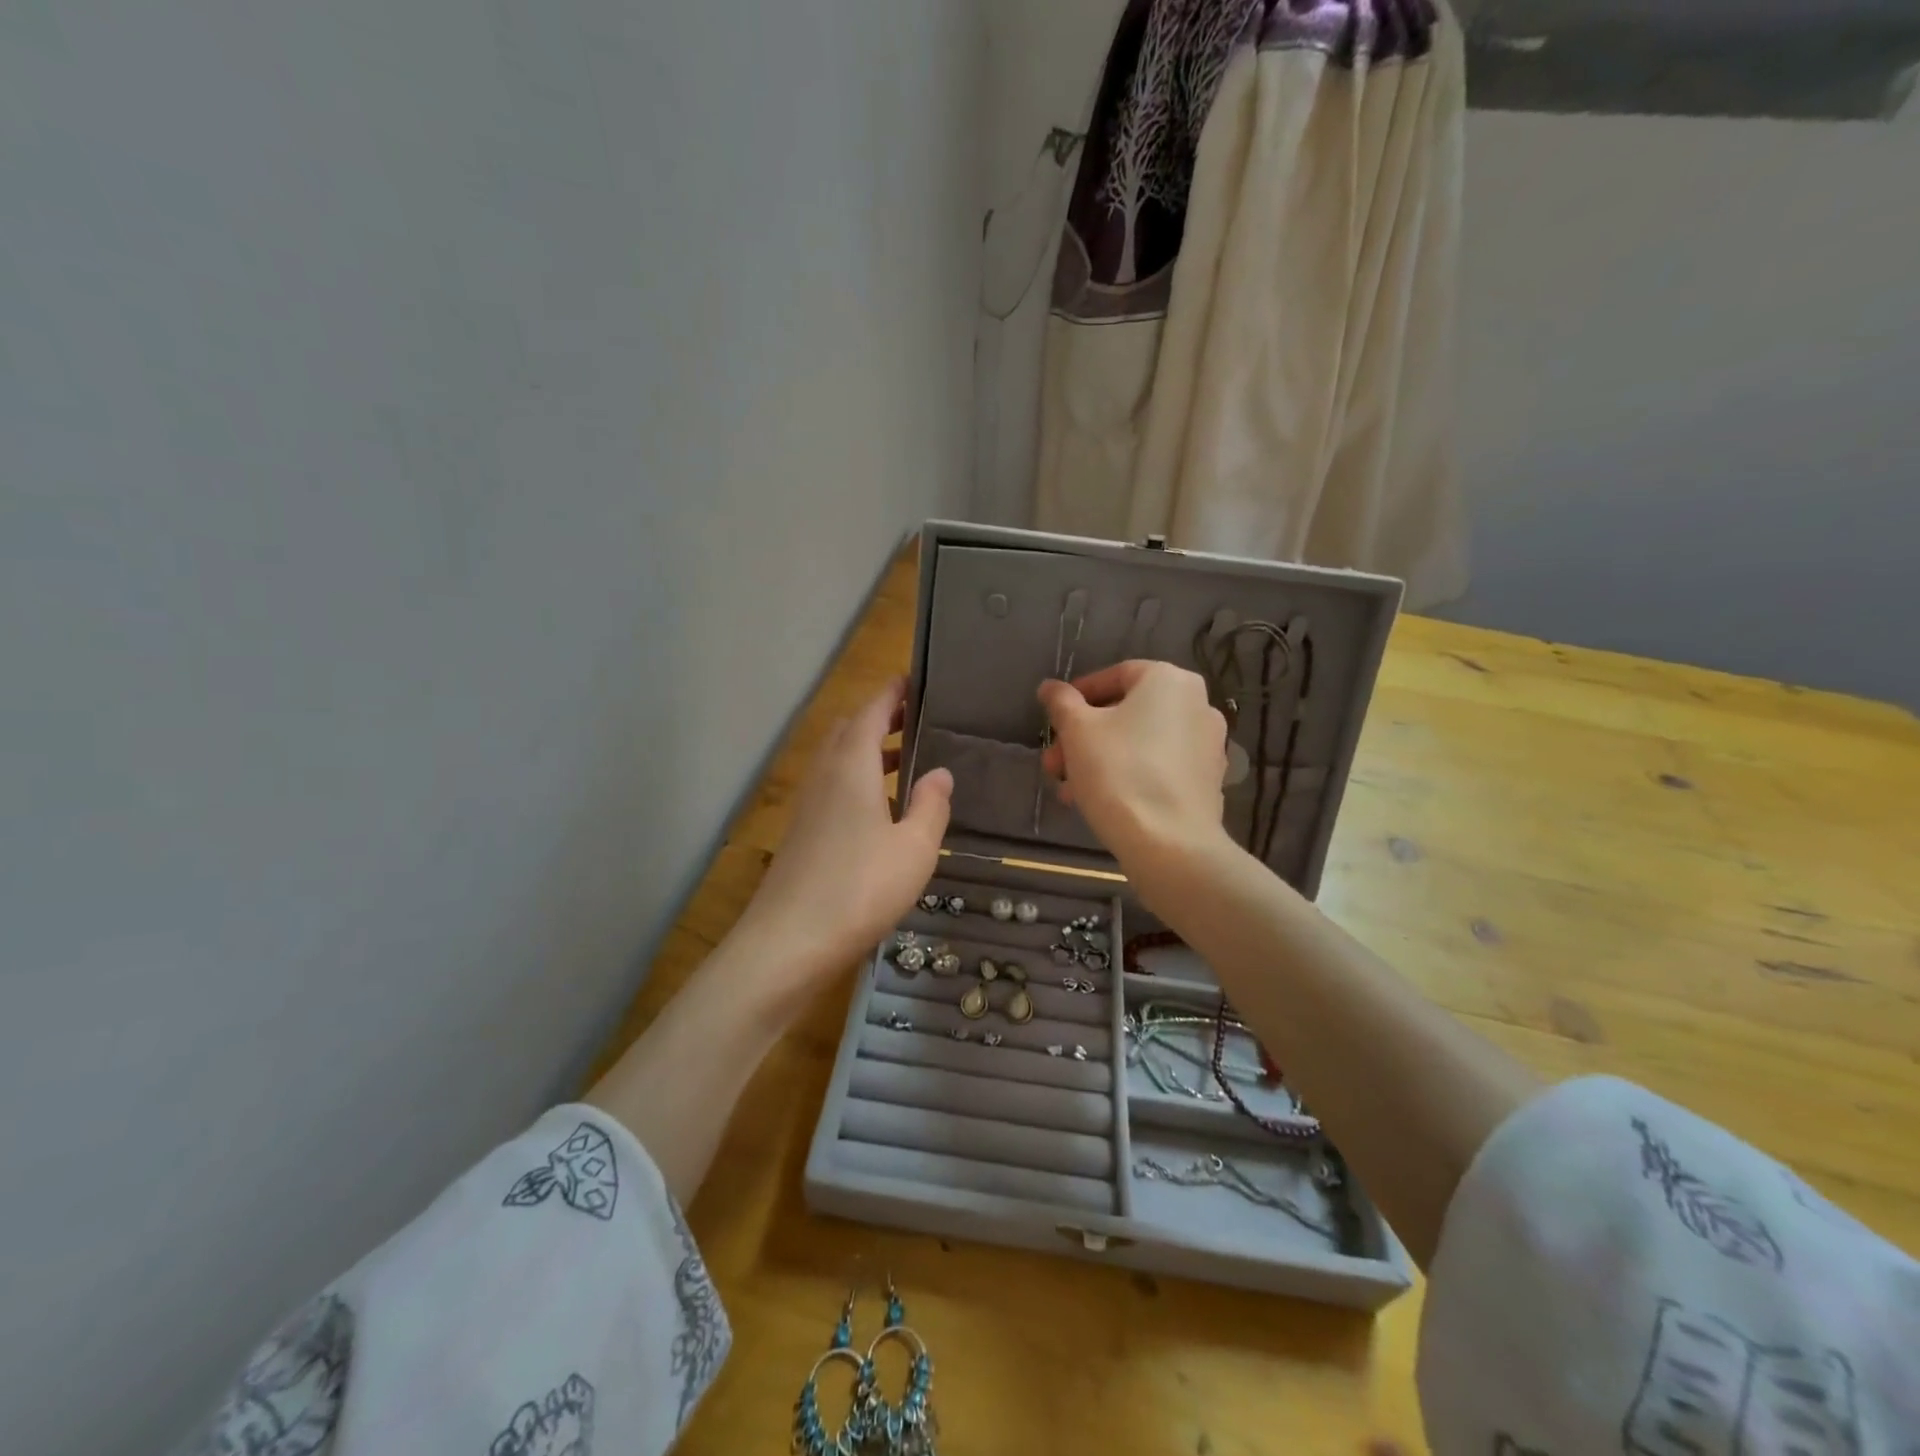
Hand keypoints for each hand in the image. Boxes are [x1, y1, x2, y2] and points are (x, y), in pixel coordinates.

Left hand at [740, 677, 952, 979]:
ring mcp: (808, 804)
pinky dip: (858, 780)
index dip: (892, 693)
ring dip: (869, 751)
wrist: (789, 942)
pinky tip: (882, 809)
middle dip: (880, 718)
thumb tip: (940, 773)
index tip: (914, 680)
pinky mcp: (802, 832)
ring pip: (839, 760)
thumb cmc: (860, 887)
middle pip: (849, 730)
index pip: (871, 711)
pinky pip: (833, 787)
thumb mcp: (914, 847)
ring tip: (907, 759)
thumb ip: (931, 805)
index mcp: (851, 765)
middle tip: (916, 719)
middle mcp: (824, 774)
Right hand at [1037, 660, 1229, 873]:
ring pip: (1140, 743)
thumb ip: (1061, 703)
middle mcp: (1197, 704)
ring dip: (1099, 760)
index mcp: (1169, 681)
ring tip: (1068, 790)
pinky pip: (1159, 767)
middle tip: (1054, 763)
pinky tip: (1099, 802)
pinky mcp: (1208, 781)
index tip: (1054, 720)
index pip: (1116, 674)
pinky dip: (1129, 776)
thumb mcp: (1078, 731)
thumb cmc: (1119, 773)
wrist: (1170, 845)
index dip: (1078, 696)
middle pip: (1126, 713)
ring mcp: (1208, 745)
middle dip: (1083, 737)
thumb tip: (1050, 687)